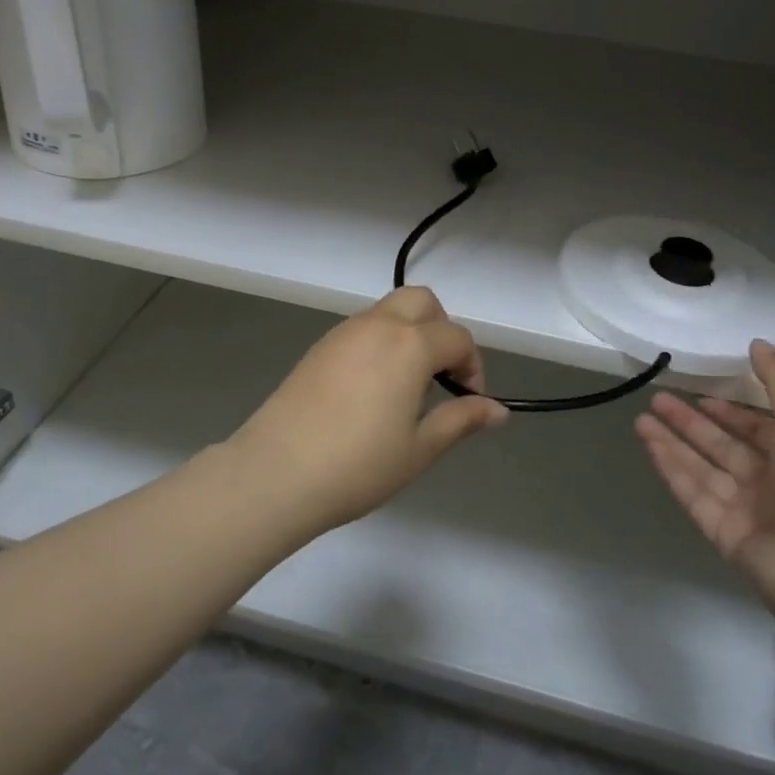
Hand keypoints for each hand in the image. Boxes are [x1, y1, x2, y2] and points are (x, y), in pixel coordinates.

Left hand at [228, 286, 508, 533]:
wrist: (276, 472)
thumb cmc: (358, 464)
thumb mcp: (420, 448)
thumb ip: (461, 420)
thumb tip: (498, 410)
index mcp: (410, 344)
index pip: (457, 337)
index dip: (473, 367)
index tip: (469, 402)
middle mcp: (378, 325)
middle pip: (422, 302)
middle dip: (442, 329)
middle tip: (440, 376)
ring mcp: (343, 332)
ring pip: (389, 310)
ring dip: (410, 333)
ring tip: (406, 387)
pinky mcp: (319, 347)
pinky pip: (363, 328)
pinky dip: (381, 341)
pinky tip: (372, 389)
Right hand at [635, 340, 774, 624]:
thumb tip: (758, 343)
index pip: (759, 428)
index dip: (731, 411)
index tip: (701, 394)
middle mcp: (773, 482)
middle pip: (723, 445)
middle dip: (691, 421)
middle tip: (657, 399)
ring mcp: (747, 509)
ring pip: (703, 467)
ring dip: (673, 441)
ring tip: (641, 417)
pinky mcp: (724, 532)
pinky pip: (694, 493)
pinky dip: (672, 468)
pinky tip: (650, 445)